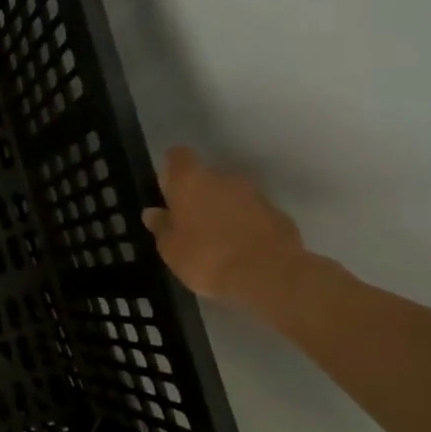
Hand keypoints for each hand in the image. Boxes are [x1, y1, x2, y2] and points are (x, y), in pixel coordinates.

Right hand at [142, 147, 307, 310]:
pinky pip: (252, 213)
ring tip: (215, 241)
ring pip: (231, 195)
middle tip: (189, 224)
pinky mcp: (277, 213)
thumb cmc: (206, 258)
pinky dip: (244, 224)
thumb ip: (161, 227)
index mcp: (191, 182)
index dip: (171, 169)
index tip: (167, 188)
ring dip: (222, 210)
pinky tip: (239, 249)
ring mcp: (255, 194)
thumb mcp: (170, 249)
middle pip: (206, 177)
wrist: (268, 275)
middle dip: (197, 195)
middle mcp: (224, 178)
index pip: (178, 156)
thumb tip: (153, 213)